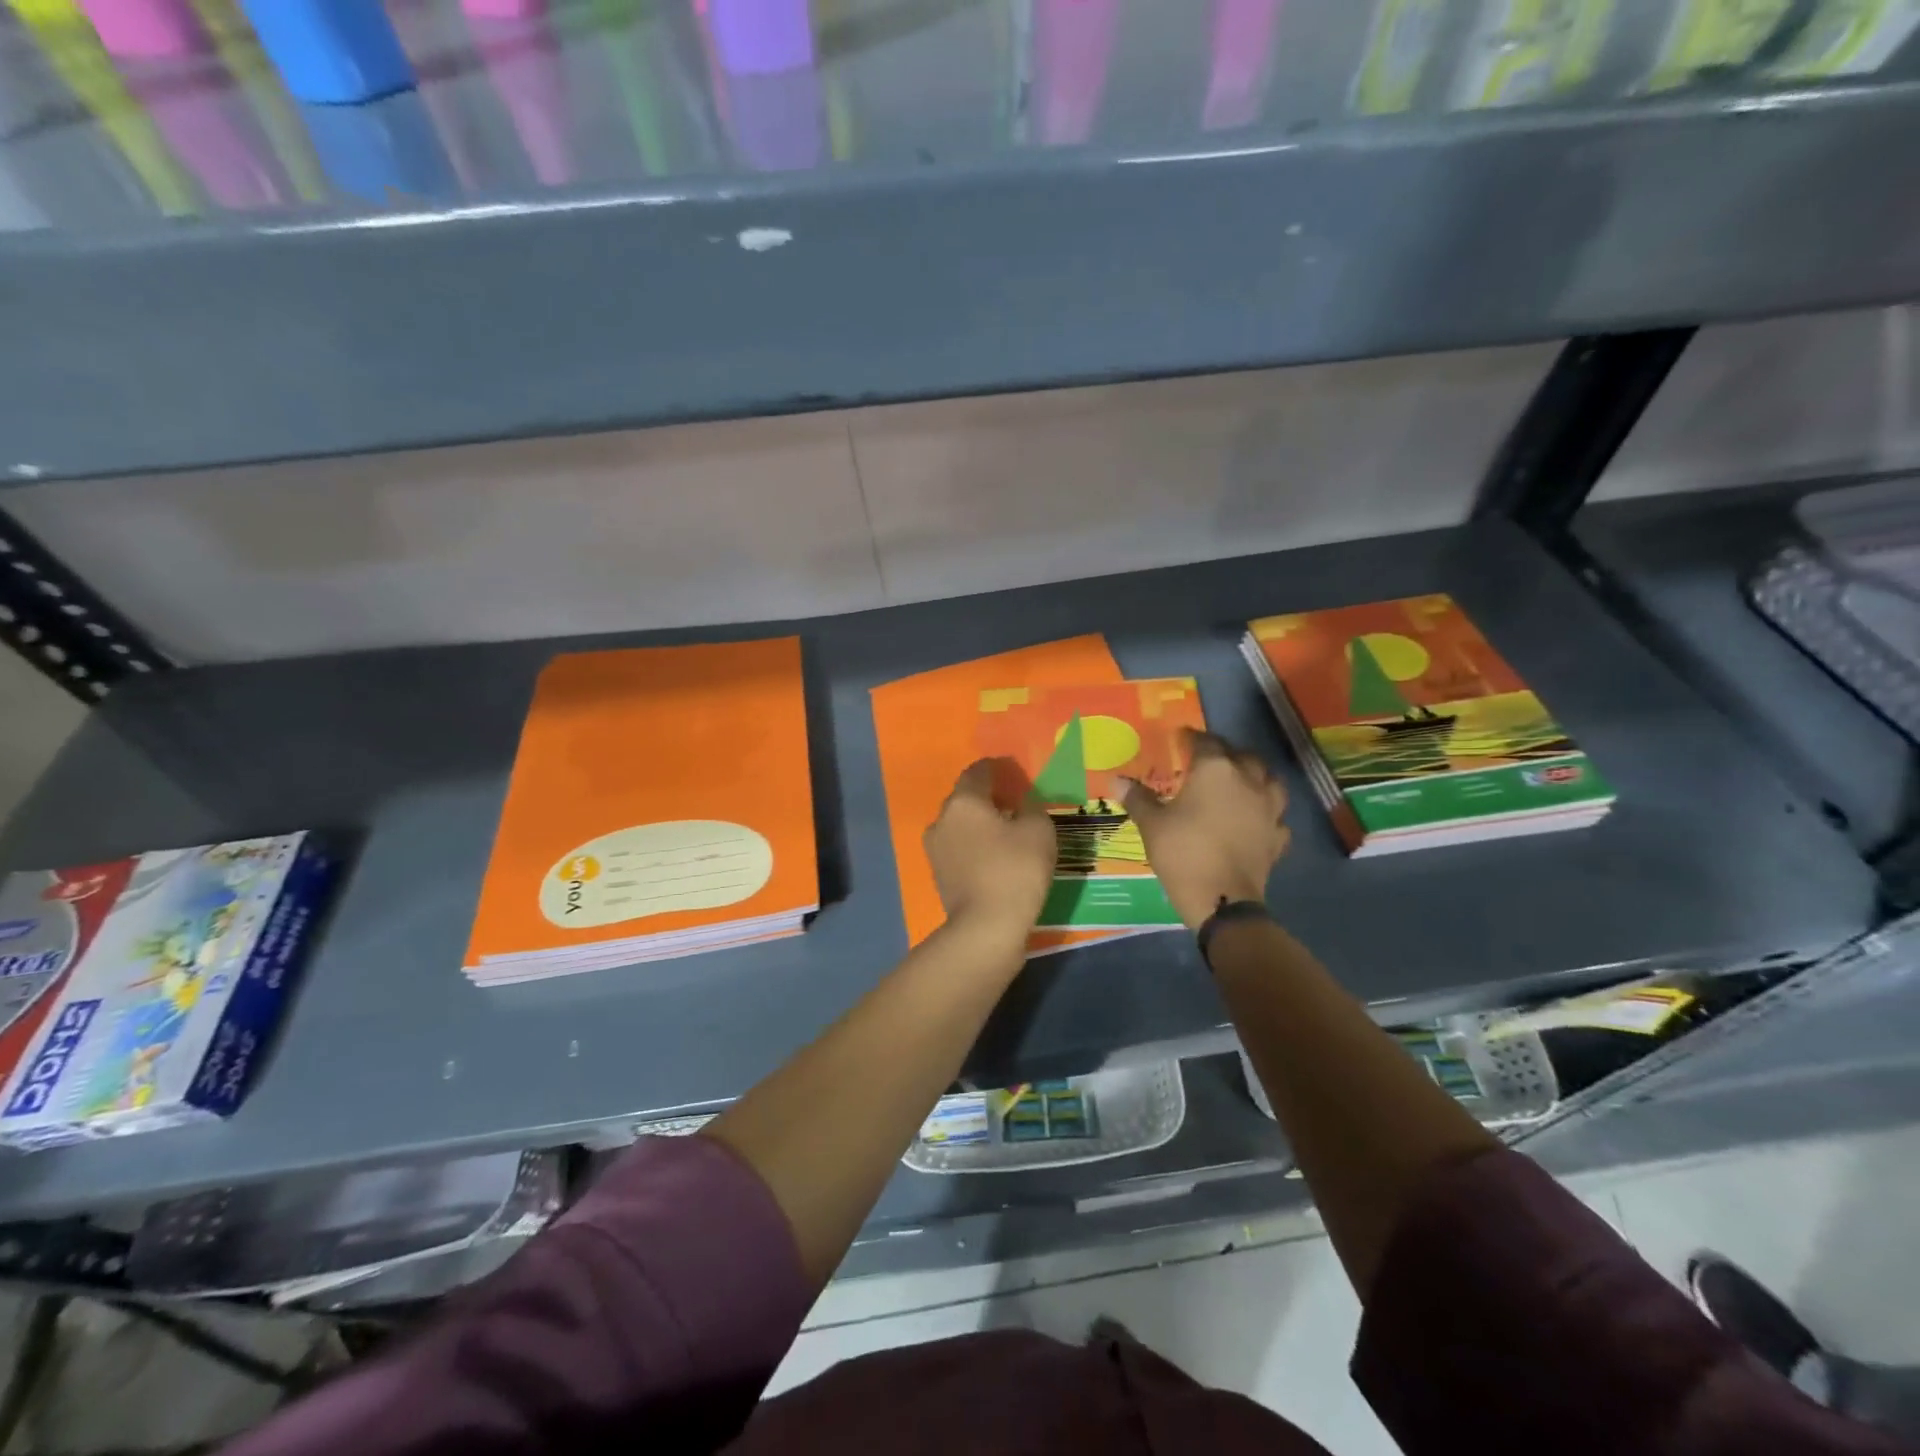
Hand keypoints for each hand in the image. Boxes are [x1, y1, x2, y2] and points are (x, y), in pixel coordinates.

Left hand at [925, 758, 1057, 942]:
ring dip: (980, 824)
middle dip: (989, 798)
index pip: (978, 771)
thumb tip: (1023, 804)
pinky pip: (959, 848)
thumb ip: (1032, 808)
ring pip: (960, 825)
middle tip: (1016, 805)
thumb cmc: (1015, 870)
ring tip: (1007, 834)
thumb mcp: (1039, 831)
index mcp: (964, 801)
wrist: (985, 927)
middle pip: (966, 798)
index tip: (1016, 775)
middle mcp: (942, 818)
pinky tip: (995, 858)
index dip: (998, 769)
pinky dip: (975, 846)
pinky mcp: (938, 874)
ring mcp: (935, 848)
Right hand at [1122, 730, 1289, 930]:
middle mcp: (1248, 781)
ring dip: (1255, 777)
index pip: (1204, 742)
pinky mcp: (1277, 836)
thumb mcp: (1152, 824)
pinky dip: (1266, 813)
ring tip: (1239, 784)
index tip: (1179, 740)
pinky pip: (1275, 815)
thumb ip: (1137, 798)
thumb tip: (1116, 780)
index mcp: (1215, 770)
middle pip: (1241, 755)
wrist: (1222, 899)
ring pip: (1269, 780)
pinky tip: (1255, 820)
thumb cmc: (1183, 853)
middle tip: (1208, 762)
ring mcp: (1269, 808)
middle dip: (1225, 754)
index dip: (1190, 739)